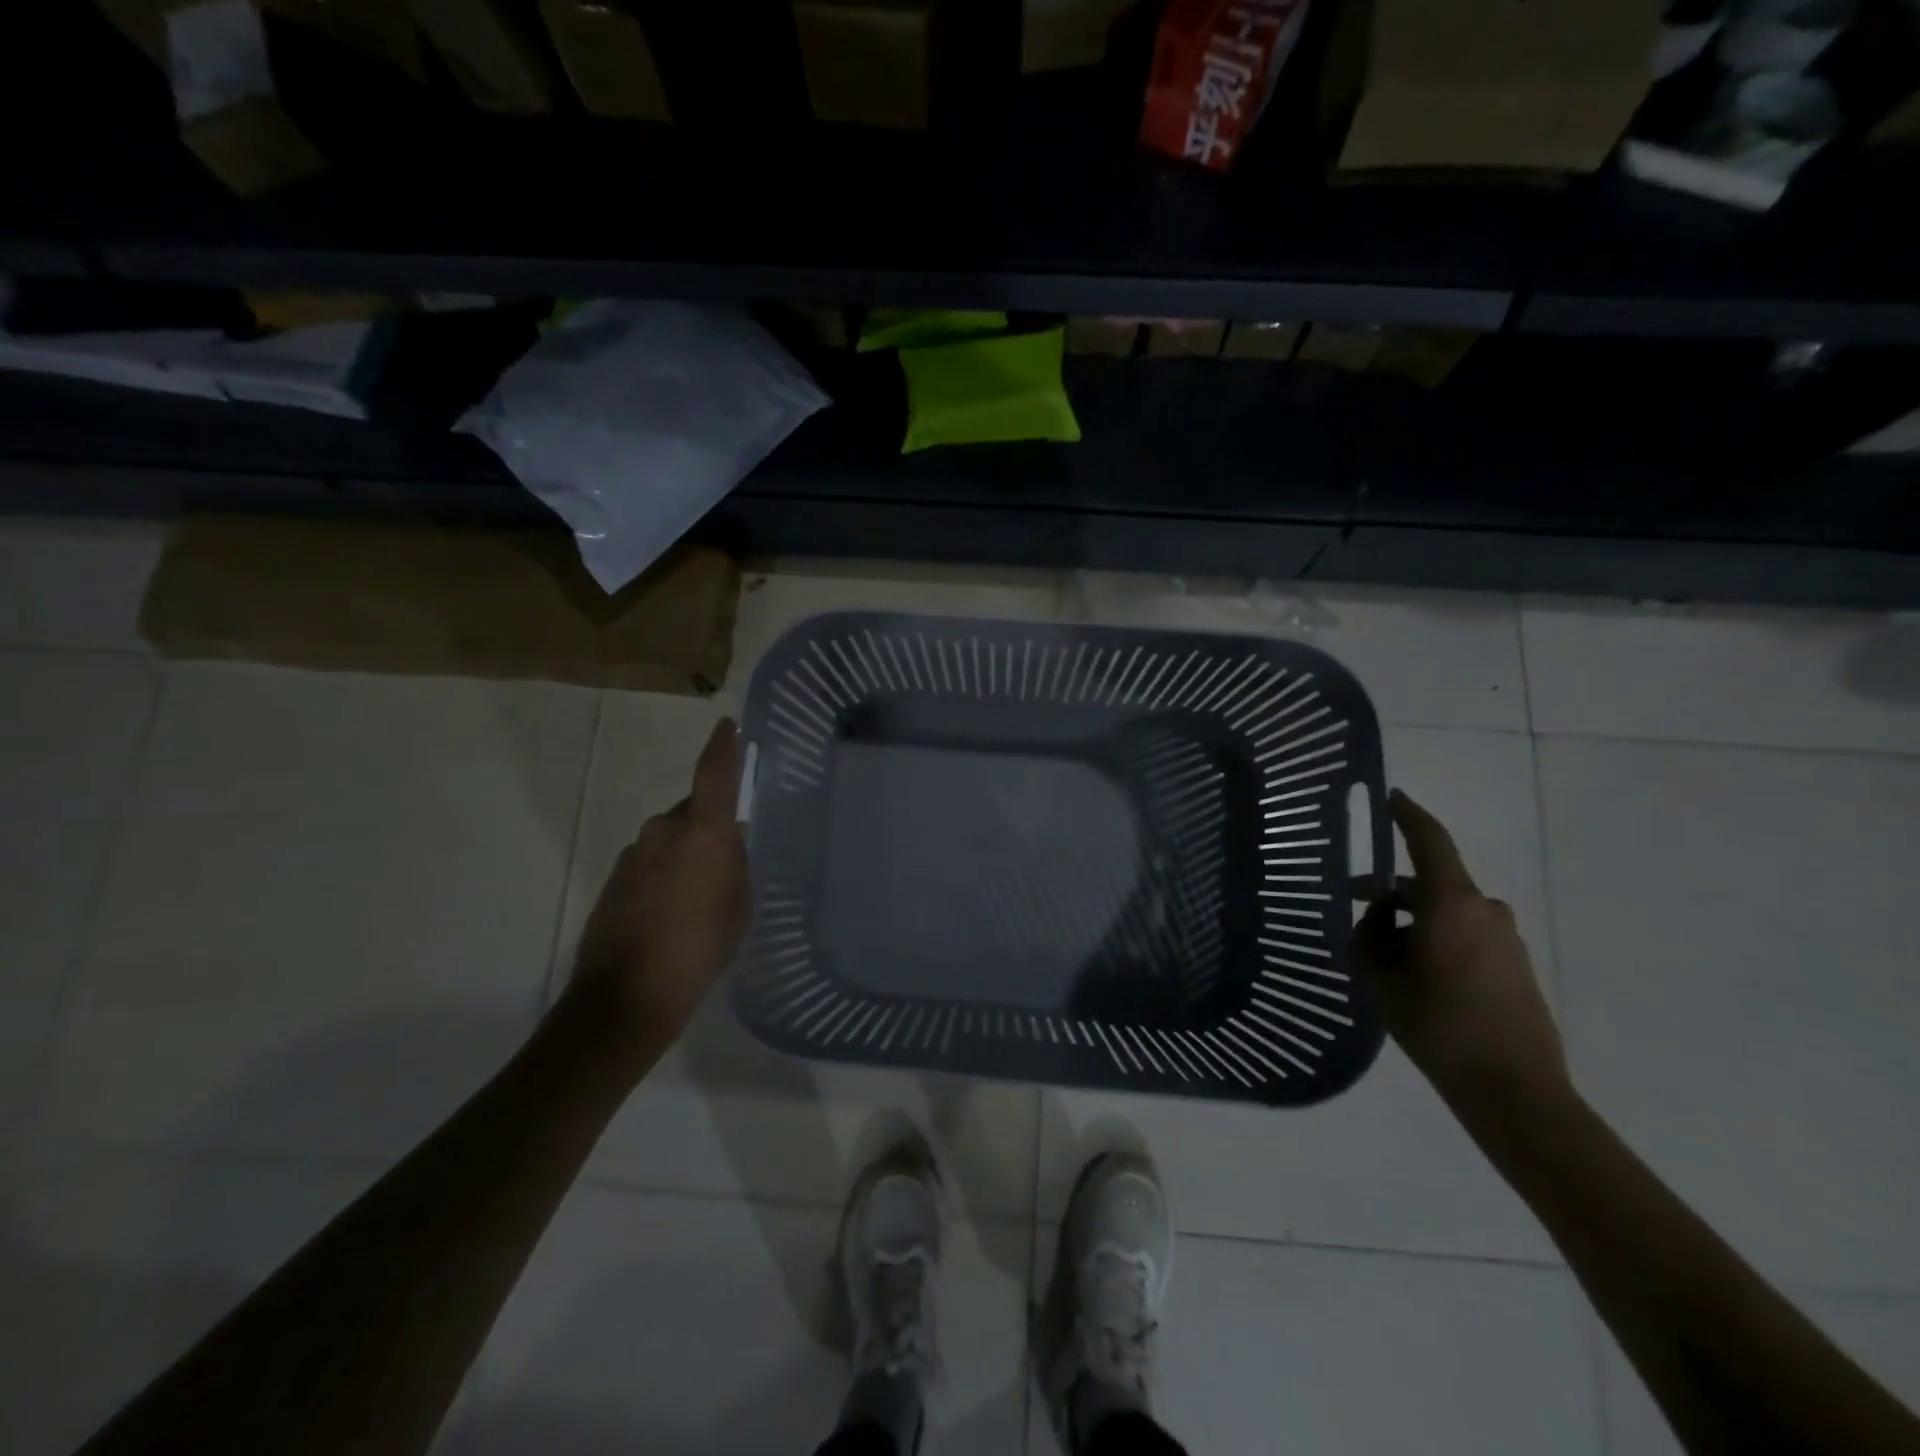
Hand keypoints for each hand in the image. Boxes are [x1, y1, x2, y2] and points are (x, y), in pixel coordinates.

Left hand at [566, 717, 750, 1056]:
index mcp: (702, 833)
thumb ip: (735, 865)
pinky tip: (673, 916)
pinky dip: (665, 877)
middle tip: (728, 864)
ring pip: (670, 840)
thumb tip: (726, 844)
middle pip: (693, 812)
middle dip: (710, 828)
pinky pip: (651, 864)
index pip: (715, 775)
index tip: (727, 724)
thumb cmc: (699, 949)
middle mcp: (663, 832)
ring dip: (686, 856)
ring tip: (700, 900)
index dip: (723, 747)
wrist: (625, 999)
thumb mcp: (739, 907)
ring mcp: (633, 855)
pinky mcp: (613, 881)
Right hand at [1354, 790, 1568, 1109]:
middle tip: (1355, 906)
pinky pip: (1466, 934)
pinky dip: (1437, 938)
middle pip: (1430, 882)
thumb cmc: (1437, 1024)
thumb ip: (1371, 935)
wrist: (1513, 1089)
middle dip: (1392, 890)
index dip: (1407, 815)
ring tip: (1382, 952)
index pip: (1428, 841)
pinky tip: (1416, 973)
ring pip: (1446, 911)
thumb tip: (1379, 915)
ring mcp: (1505, 937)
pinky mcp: (1515, 964)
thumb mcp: (1382, 977)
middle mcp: (1484, 909)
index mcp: (1452, 903)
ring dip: (1414, 919)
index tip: (1391, 797)